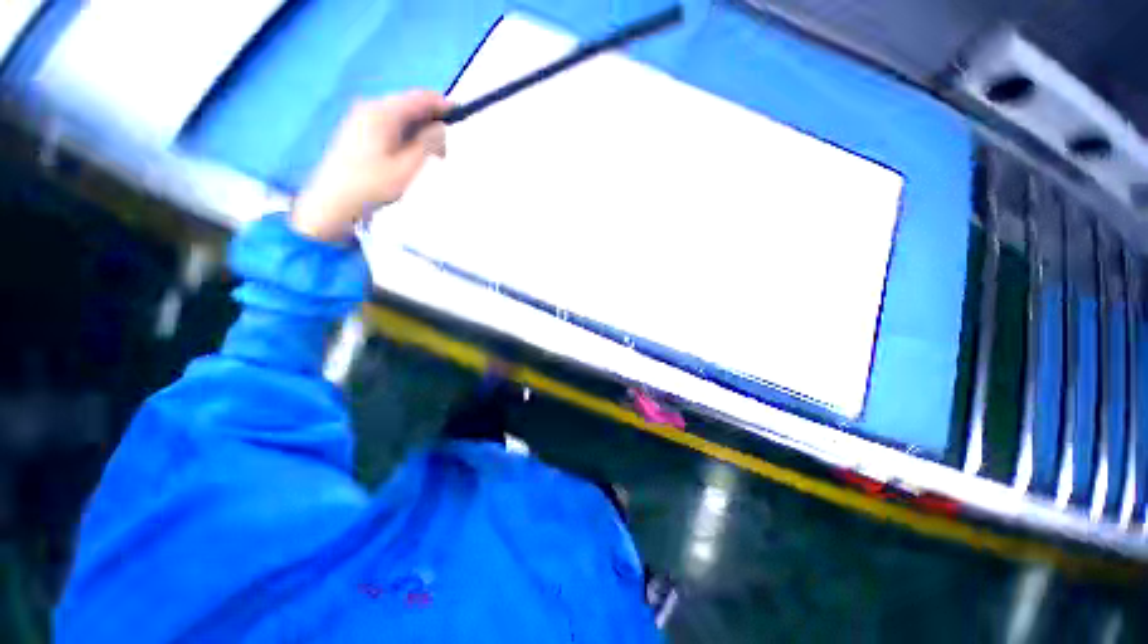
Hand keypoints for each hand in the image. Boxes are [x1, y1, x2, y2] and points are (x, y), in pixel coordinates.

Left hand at [290, 90, 448, 241]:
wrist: (333, 200)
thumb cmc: (373, 185)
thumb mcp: (408, 166)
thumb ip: (428, 143)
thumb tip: (441, 127)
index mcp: (383, 113)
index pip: (419, 98)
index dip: (442, 105)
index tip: (460, 116)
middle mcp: (370, 107)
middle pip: (409, 105)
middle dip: (431, 123)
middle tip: (445, 152)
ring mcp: (361, 117)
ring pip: (400, 116)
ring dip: (419, 132)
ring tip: (430, 158)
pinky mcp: (357, 129)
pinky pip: (389, 124)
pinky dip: (405, 135)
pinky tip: (409, 155)